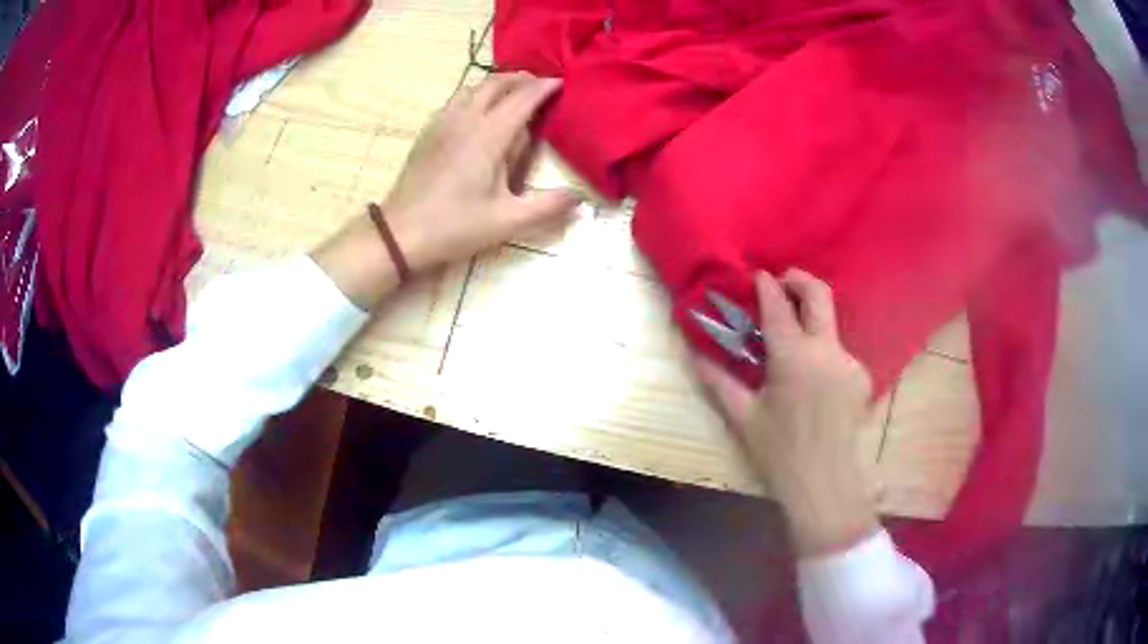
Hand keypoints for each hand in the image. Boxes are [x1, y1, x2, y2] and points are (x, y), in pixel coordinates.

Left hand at [312, 72, 580, 309]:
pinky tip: (479, 111)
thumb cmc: (454, 226)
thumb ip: (547, 207)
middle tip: (542, 85)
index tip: (563, 83)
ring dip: (498, 84)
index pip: (522, 98)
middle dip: (522, 79)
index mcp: (488, 135)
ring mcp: (443, 123)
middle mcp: (466, 119)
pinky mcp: (429, 132)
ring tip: (514, 93)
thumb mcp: (507, 222)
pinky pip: (457, 99)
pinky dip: (476, 94)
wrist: (400, 233)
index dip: (544, 87)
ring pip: (473, 87)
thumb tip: (580, 199)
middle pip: (497, 83)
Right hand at [692, 269, 878, 556]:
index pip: (778, 306)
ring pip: (831, 325)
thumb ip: (718, 381)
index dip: (766, 286)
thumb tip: (694, 354)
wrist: (827, 485)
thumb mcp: (744, 419)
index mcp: (793, 357)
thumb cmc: (780, 454)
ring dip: (811, 322)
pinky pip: (839, 353)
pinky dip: (823, 354)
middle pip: (819, 295)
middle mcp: (826, 350)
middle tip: (784, 281)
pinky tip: (814, 382)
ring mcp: (849, 361)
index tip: (757, 275)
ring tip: (794, 347)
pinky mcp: (862, 377)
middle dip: (800, 279)